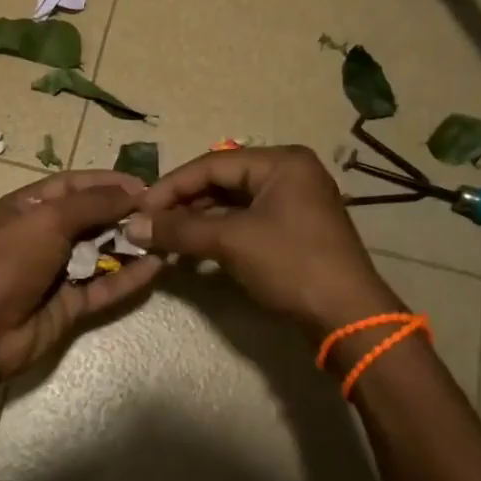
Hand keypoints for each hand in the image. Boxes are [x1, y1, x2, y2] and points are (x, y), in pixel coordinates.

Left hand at [0, 171, 161, 389]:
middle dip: (124, 214)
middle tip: (162, 213)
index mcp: (28, 207)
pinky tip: (156, 267)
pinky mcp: (71, 305)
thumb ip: (93, 204)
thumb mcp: (48, 219)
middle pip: (91, 219)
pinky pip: (104, 287)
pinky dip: (128, 278)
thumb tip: (134, 193)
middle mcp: (43, 236)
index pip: (73, 185)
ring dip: (130, 245)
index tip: (144, 185)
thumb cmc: (8, 260)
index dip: (107, 182)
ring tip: (165, 237)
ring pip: (101, 254)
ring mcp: (57, 272)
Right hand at [127, 147, 397, 335]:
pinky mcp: (292, 231)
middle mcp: (289, 174)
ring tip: (164, 238)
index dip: (171, 186)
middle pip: (222, 180)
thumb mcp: (232, 241)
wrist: (348, 318)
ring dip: (197, 220)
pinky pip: (245, 221)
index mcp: (281, 162)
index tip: (139, 209)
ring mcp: (293, 203)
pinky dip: (217, 232)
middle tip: (148, 224)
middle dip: (183, 203)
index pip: (212, 164)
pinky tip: (192, 249)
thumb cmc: (292, 265)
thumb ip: (180, 229)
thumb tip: (132, 226)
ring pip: (231, 202)